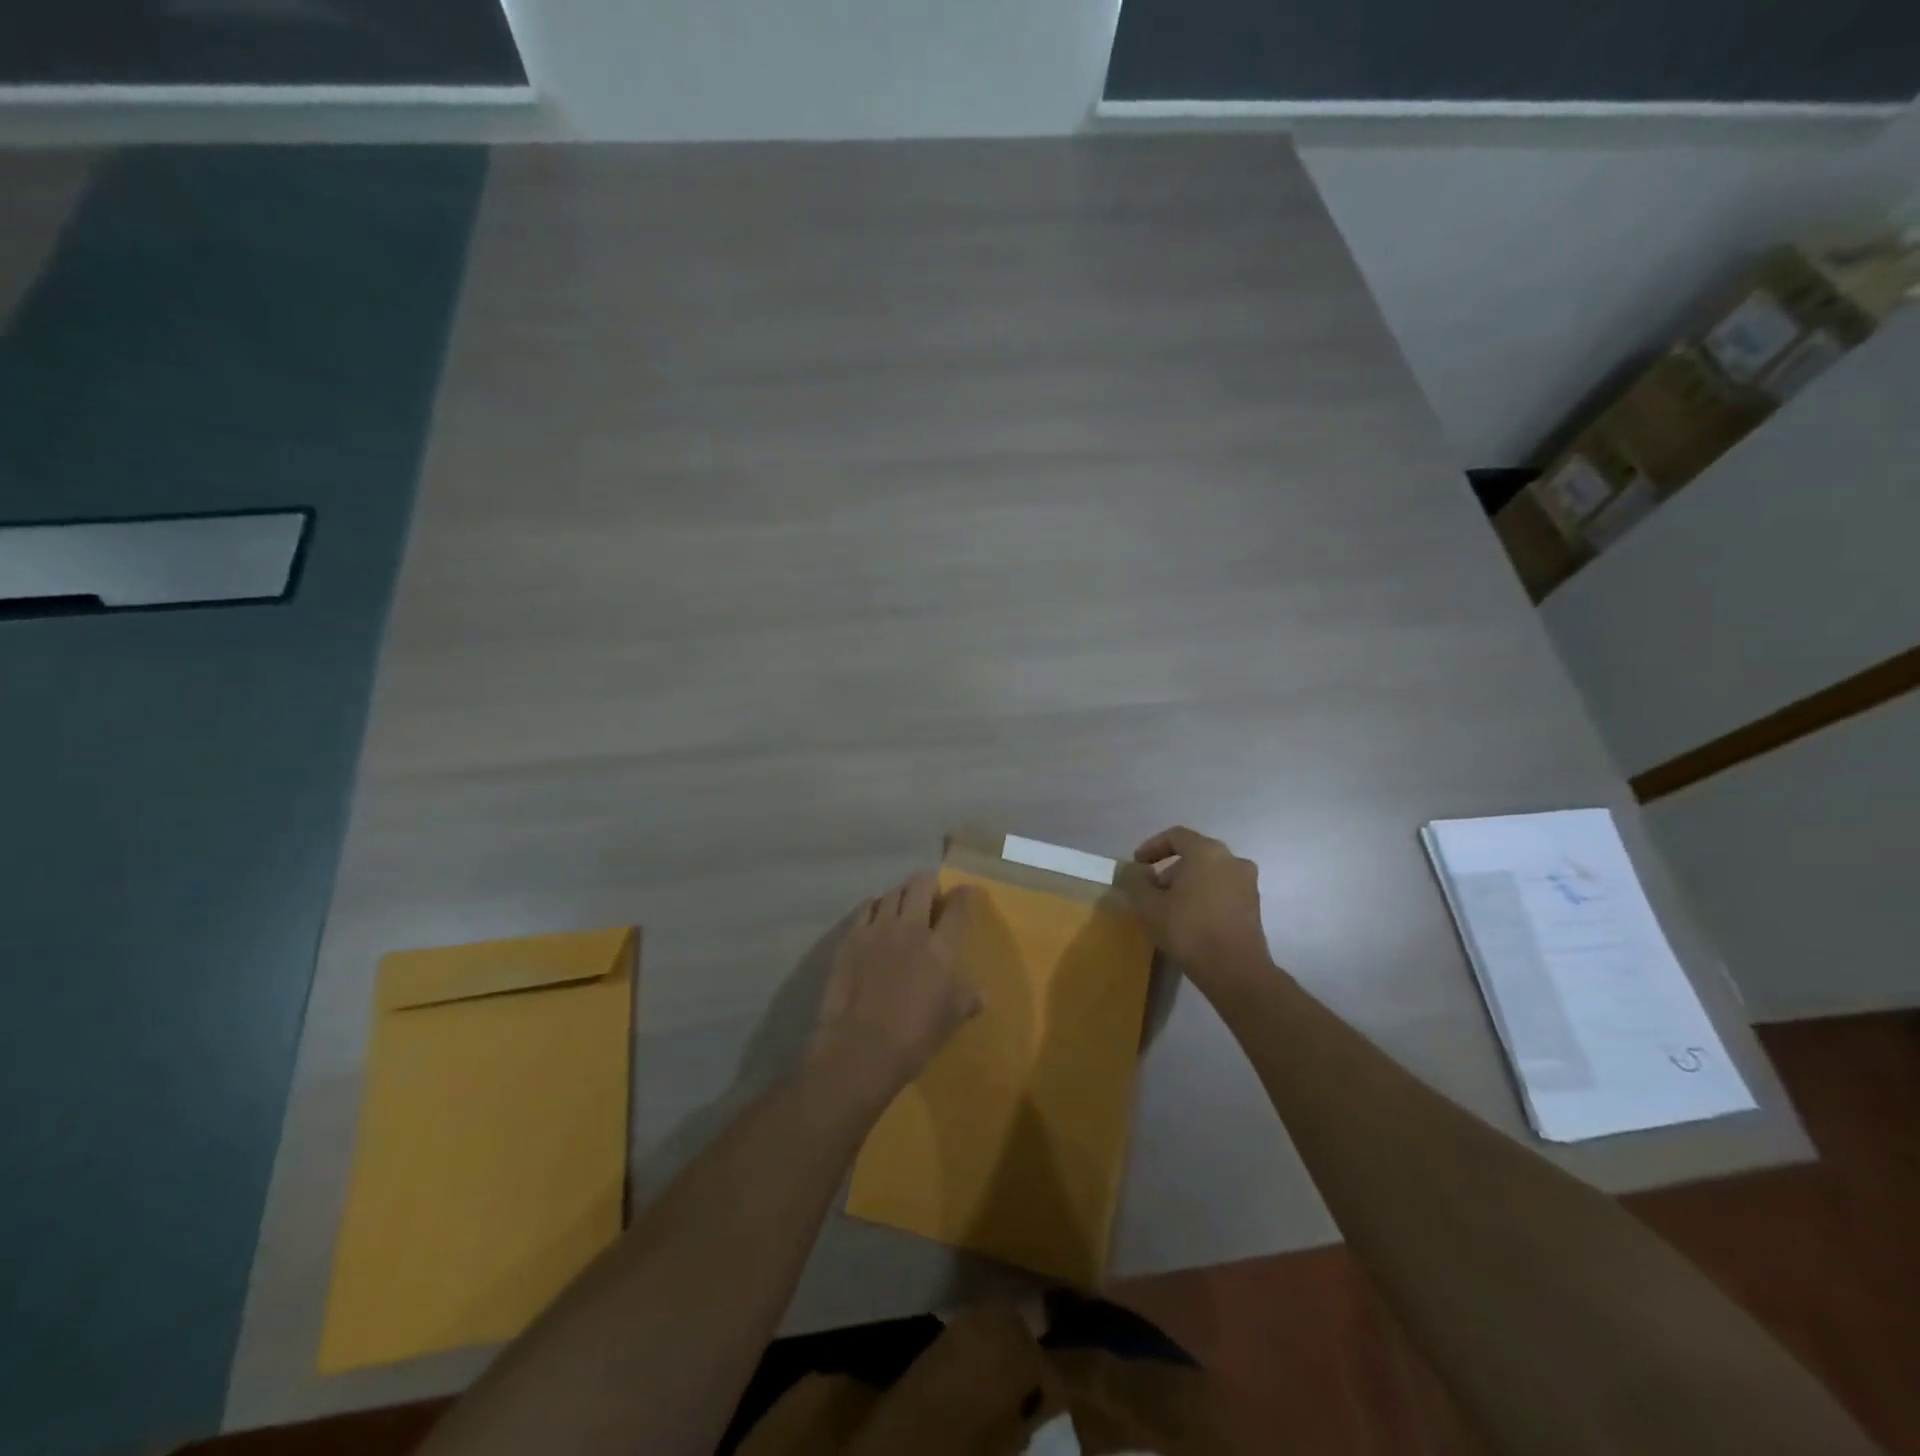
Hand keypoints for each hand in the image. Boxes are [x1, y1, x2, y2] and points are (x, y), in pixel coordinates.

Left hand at [810, 873, 981, 1105]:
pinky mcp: (851, 938)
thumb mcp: (951, 1020)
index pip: (958, 907)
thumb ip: (967, 999)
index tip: (966, 892)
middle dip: (929, 883)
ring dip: (902, 894)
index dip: (965, 895)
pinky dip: (876, 906)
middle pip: (921, 885)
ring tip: (904, 905)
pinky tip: (877, 917)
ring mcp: (878, 930)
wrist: (860, 1049)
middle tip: (931, 895)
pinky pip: (867, 908)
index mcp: (941, 947)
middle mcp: (911, 928)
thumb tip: (979, 994)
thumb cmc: (914, 1037)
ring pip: (892, 893)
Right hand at [1121, 827, 1274, 991]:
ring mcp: (1247, 883)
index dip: (1152, 847)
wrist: (1235, 970)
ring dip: (1188, 883)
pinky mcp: (1254, 906)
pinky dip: (1205, 896)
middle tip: (1153, 890)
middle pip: (1195, 854)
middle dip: (1170, 868)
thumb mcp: (1149, 905)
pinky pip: (1223, 890)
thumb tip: (1134, 871)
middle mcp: (1232, 860)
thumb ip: (1136, 881)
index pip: (1176, 836)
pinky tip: (1192, 919)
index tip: (1137, 864)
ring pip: (1211, 872)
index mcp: (1207, 852)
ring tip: (1170, 907)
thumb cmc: (1188, 930)